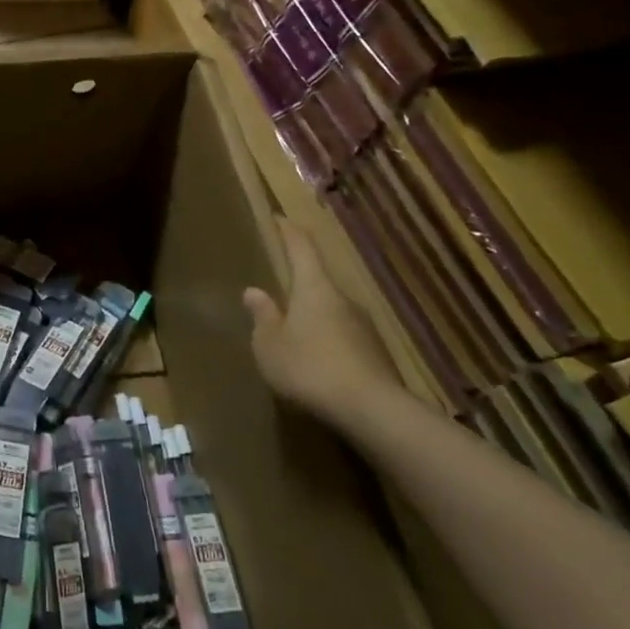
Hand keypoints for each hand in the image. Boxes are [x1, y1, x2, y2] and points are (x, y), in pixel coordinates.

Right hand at [244, 217, 394, 424]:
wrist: (372, 410)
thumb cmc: (309, 367)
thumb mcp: (270, 344)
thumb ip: (262, 316)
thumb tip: (254, 291)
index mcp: (314, 288)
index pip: (302, 248)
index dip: (289, 232)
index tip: (279, 218)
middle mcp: (342, 299)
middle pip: (318, 280)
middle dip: (298, 283)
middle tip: (278, 290)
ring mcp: (364, 326)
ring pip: (331, 311)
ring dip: (312, 316)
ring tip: (293, 332)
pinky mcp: (375, 353)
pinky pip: (343, 336)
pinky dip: (327, 341)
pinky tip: (315, 362)